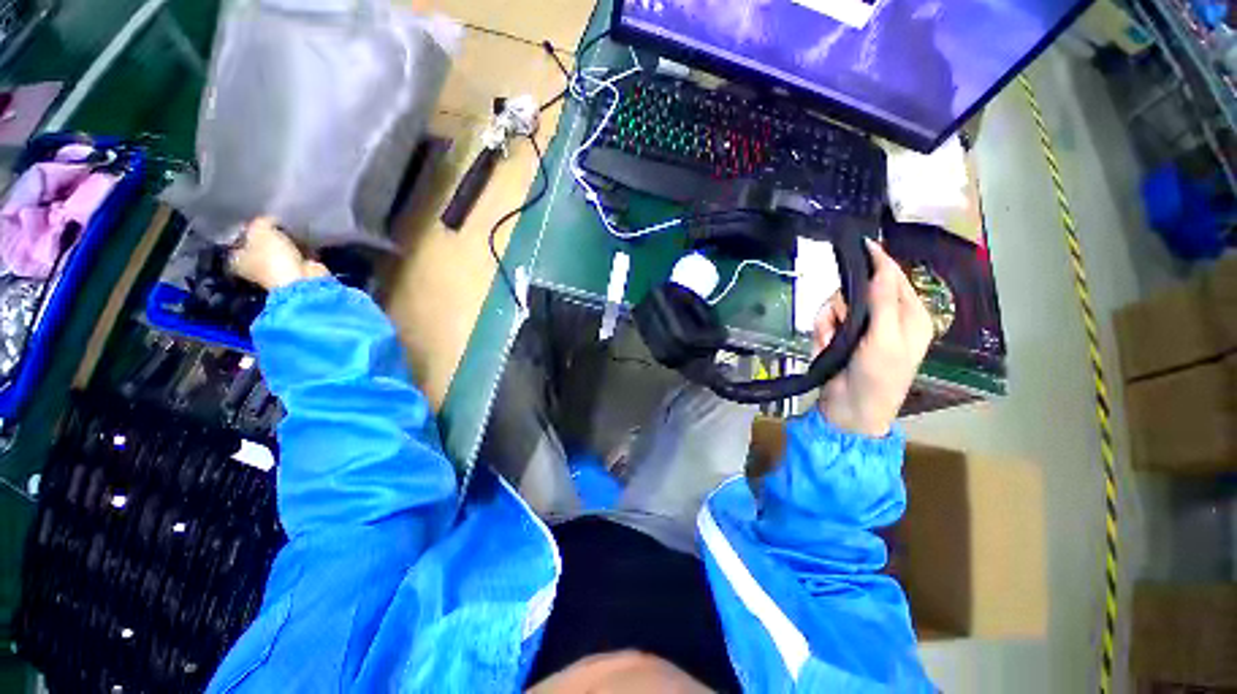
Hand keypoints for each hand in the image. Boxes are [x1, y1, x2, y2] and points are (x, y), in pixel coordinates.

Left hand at [229, 217, 325, 290]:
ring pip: (279, 251)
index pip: (237, 240)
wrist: (302, 280)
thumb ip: (261, 221)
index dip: (247, 229)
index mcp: (236, 260)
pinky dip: (302, 249)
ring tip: (294, 230)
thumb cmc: (272, 257)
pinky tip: (305, 241)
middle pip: (259, 245)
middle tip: (278, 223)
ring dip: (287, 242)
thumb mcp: (261, 230)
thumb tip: (268, 219)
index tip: (259, 220)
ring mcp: (277, 272)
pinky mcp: (297, 273)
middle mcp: (253, 267)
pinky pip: (297, 256)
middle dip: (269, 235)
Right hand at [813, 239, 933, 437]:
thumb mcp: (886, 340)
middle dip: (843, 303)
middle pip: (858, 289)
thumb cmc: (877, 378)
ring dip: (828, 321)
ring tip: (828, 340)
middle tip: (838, 320)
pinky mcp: (841, 338)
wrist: (850, 411)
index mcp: (910, 316)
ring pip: (837, 305)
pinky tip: (823, 347)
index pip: (894, 278)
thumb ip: (885, 302)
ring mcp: (862, 329)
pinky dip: (820, 332)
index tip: (860, 245)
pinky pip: (825, 321)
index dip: (879, 261)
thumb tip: (882, 266)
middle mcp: (886, 318)